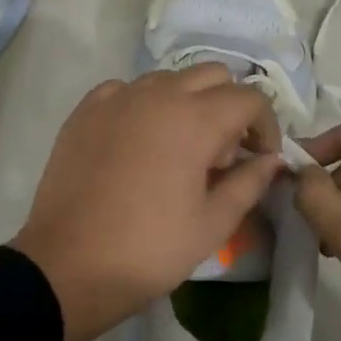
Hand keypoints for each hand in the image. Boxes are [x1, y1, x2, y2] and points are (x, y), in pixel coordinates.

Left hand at [13, 66, 282, 340]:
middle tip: (223, 153)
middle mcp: (157, 94)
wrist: (68, 265)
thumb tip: (272, 160)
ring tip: (180, 148)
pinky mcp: (86, 110)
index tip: (259, 159)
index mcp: (195, 120)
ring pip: (169, 78)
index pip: (250, 98)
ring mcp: (117, 98)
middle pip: (212, 75)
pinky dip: (144, 105)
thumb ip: (250, 182)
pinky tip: (139, 141)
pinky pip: (127, 90)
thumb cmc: (149, 249)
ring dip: (188, 102)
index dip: (265, 127)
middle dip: (230, 106)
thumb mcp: (213, 224)